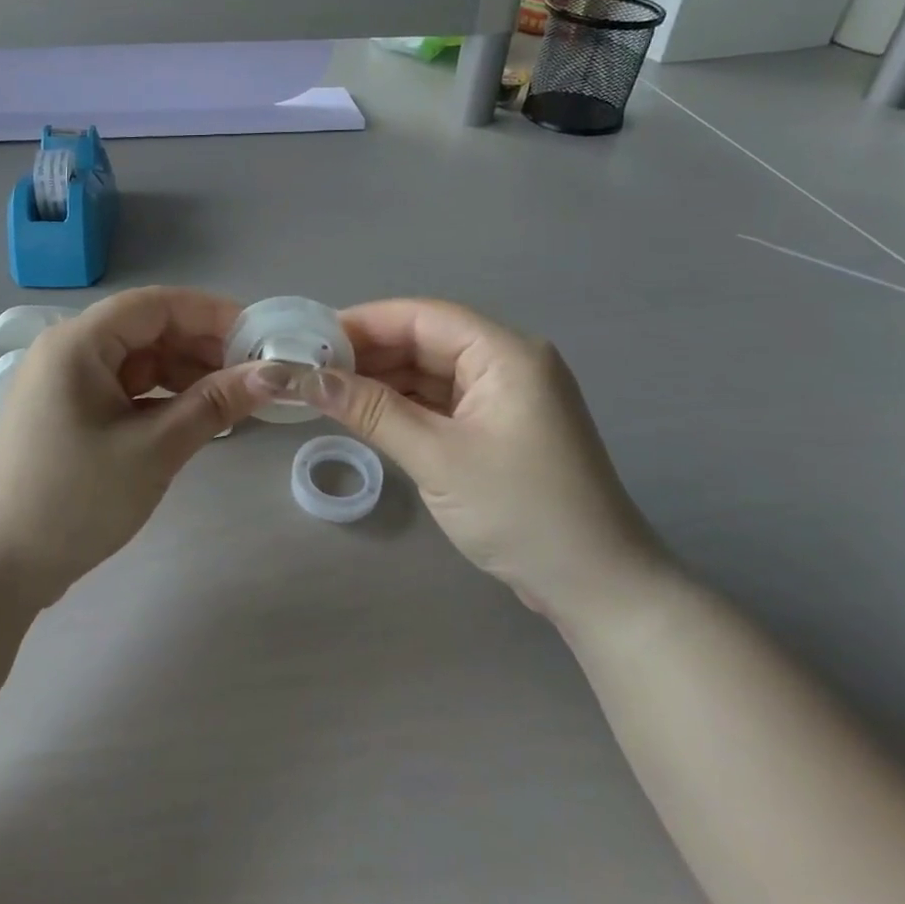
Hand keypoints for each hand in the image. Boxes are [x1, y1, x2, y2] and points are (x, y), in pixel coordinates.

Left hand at [0, 287, 273, 606]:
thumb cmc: (74, 499)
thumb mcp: (154, 450)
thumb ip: (215, 404)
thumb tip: (275, 374)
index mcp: (78, 343)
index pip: (156, 305)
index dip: (212, 314)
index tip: (261, 337)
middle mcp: (69, 350)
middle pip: (148, 330)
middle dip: (203, 347)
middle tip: (254, 375)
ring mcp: (67, 383)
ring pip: (140, 361)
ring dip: (185, 374)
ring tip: (232, 399)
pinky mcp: (70, 412)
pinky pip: (126, 389)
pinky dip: (162, 398)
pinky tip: (195, 417)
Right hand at [292, 299, 671, 627]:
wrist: (597, 587)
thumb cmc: (521, 512)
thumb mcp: (437, 458)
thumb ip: (371, 411)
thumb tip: (308, 378)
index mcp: (505, 354)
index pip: (423, 317)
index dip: (364, 322)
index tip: (310, 337)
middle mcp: (508, 363)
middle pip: (426, 340)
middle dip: (369, 353)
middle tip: (309, 368)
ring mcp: (506, 397)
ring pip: (432, 372)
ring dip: (383, 381)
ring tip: (326, 389)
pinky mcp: (500, 428)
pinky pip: (443, 402)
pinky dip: (405, 406)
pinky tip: (365, 413)